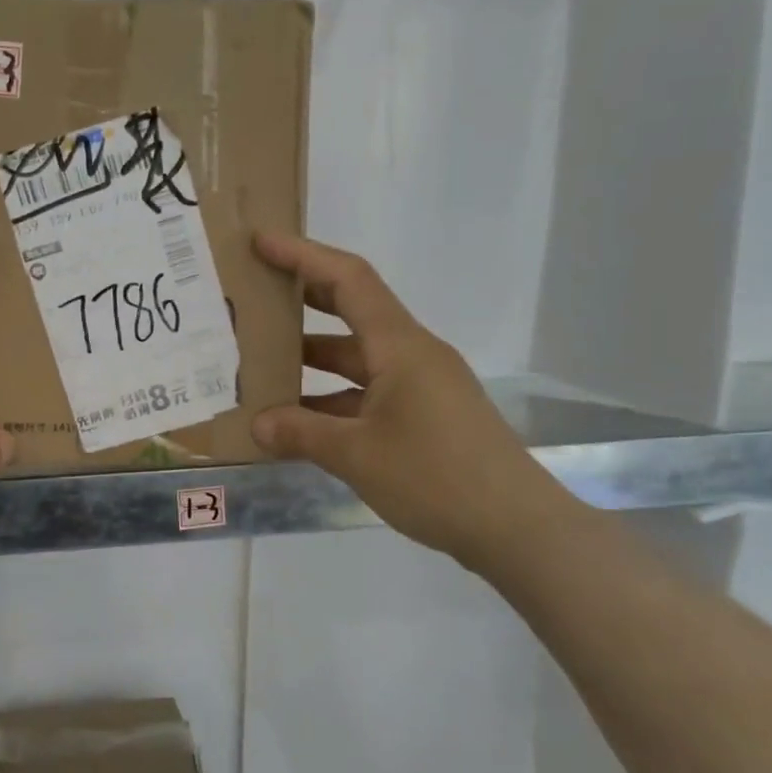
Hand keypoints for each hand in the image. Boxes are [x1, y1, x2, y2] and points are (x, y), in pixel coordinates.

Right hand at [249, 231, 584, 570]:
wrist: (518, 529)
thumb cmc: (437, 478)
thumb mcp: (358, 456)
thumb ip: (302, 434)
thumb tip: (257, 425)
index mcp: (400, 346)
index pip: (348, 280)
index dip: (303, 256)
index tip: (261, 242)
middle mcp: (412, 355)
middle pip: (352, 311)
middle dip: (302, 300)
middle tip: (253, 296)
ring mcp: (421, 387)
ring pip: (356, 360)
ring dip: (312, 360)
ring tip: (260, 364)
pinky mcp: (425, 417)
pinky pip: (368, 394)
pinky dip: (331, 400)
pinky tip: (299, 421)